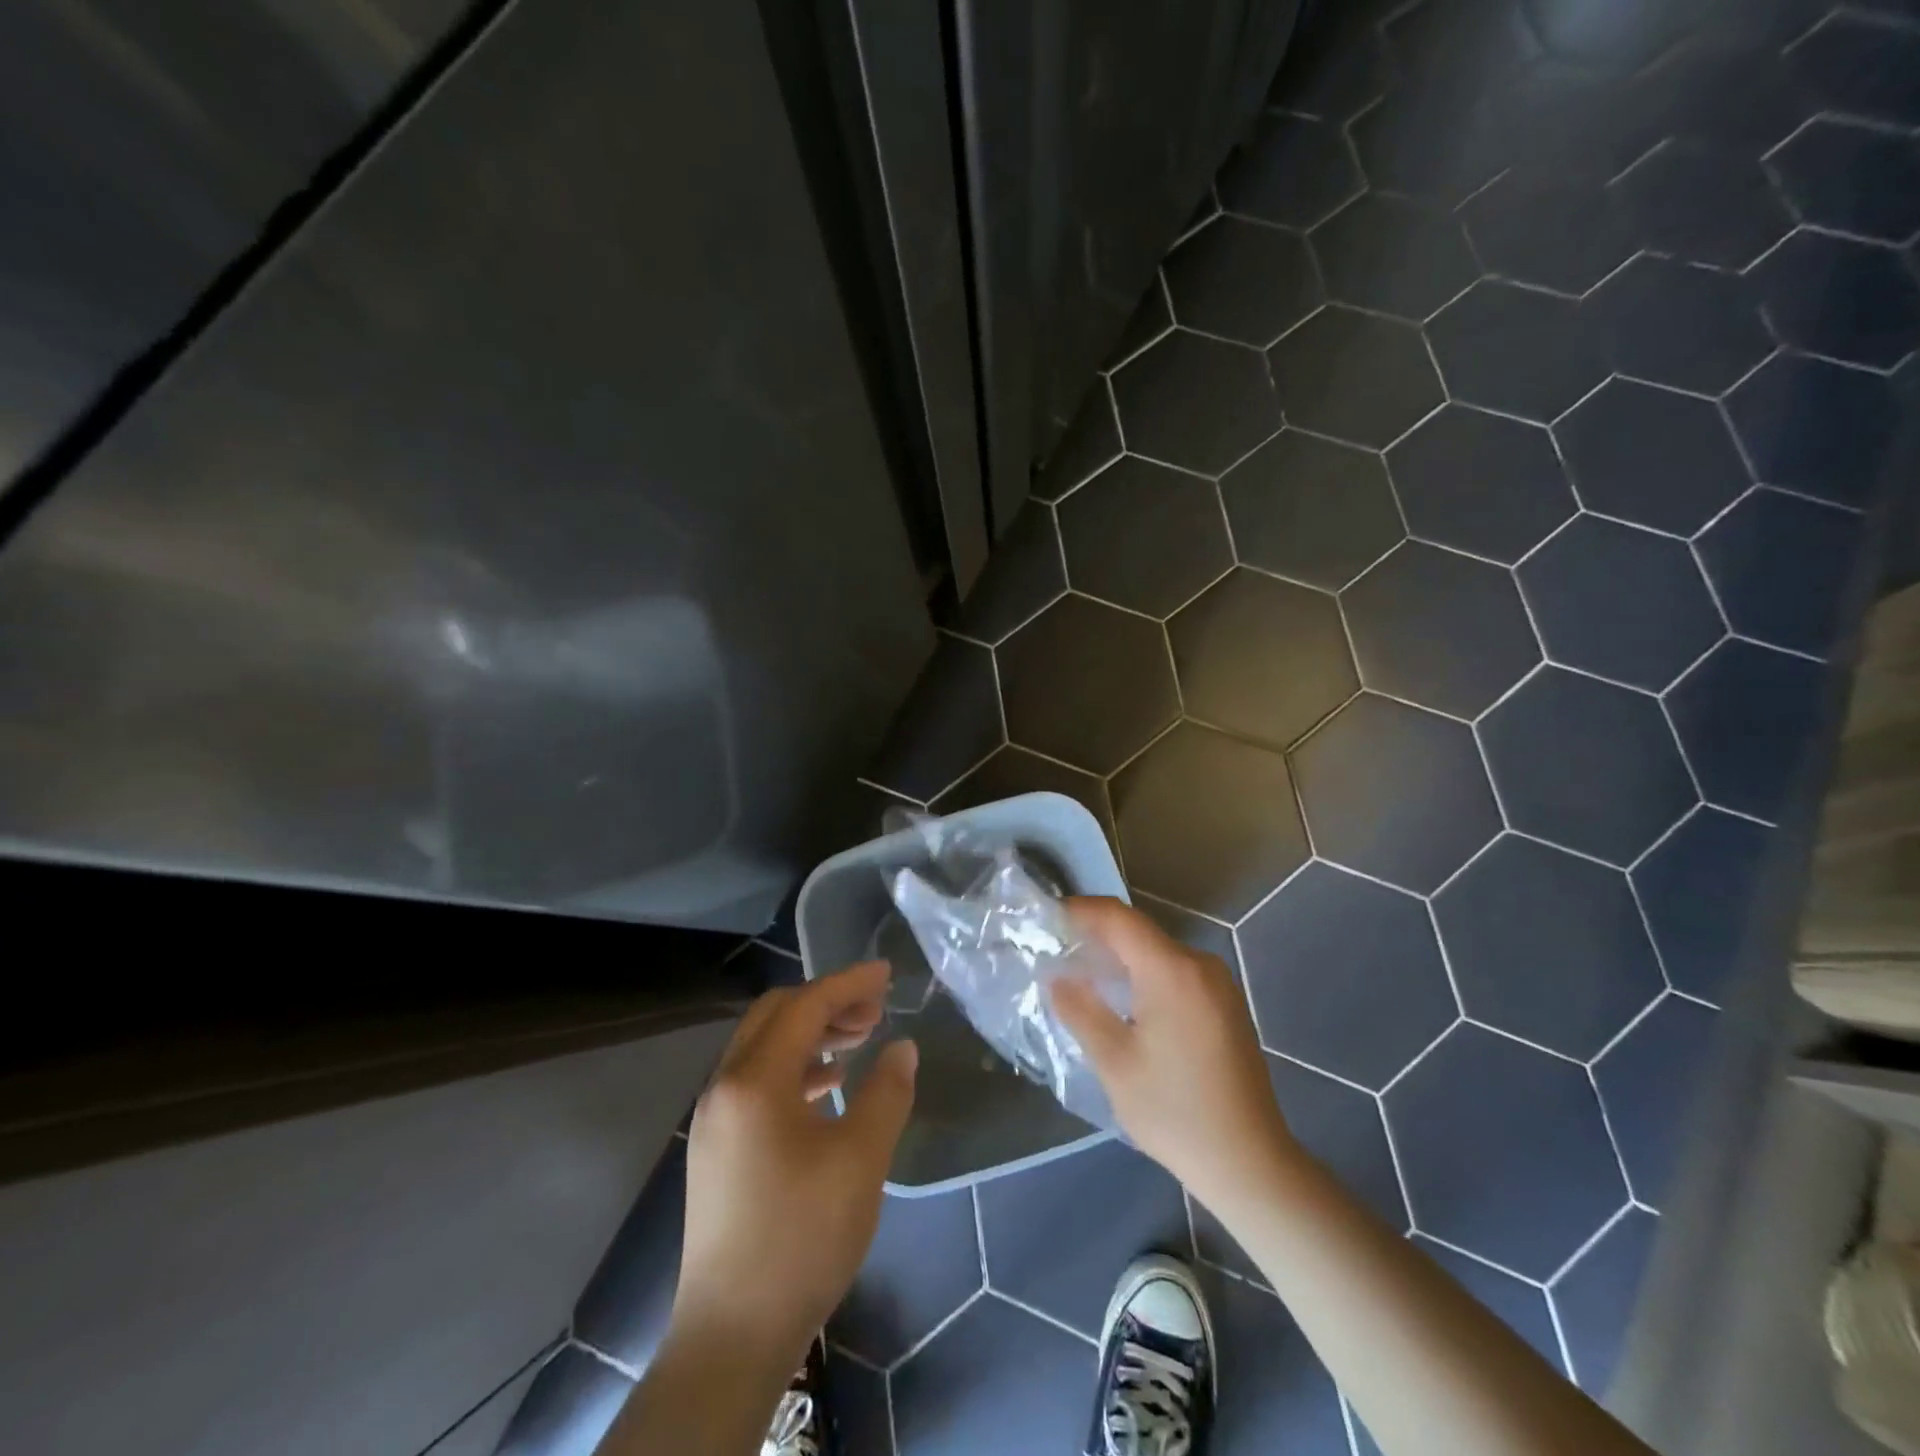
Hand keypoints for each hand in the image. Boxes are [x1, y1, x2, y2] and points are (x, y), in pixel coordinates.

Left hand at [673, 962, 916, 1368]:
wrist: (732, 1335)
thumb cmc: (802, 1238)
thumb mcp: (861, 1160)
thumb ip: (886, 1093)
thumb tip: (902, 1047)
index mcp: (754, 1080)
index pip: (805, 1006)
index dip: (849, 983)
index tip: (887, 974)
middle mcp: (724, 1085)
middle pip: (776, 1015)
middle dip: (828, 1002)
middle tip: (875, 1009)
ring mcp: (713, 1117)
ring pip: (764, 1047)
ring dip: (811, 1034)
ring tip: (859, 1041)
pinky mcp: (715, 1147)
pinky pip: (756, 1081)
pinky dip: (794, 1068)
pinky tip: (827, 1085)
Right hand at [1051, 897, 1295, 1209]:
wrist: (1250, 1163)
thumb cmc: (1175, 1112)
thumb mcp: (1114, 1062)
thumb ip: (1081, 1010)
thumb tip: (1057, 976)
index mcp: (1171, 971)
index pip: (1119, 918)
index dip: (1082, 910)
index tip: (1049, 918)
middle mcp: (1200, 965)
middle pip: (1139, 932)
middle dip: (1098, 936)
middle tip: (1059, 952)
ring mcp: (1219, 985)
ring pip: (1158, 952)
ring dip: (1121, 957)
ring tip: (1085, 977)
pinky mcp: (1226, 1005)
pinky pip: (1177, 972)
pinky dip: (1145, 975)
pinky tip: (1126, 1002)